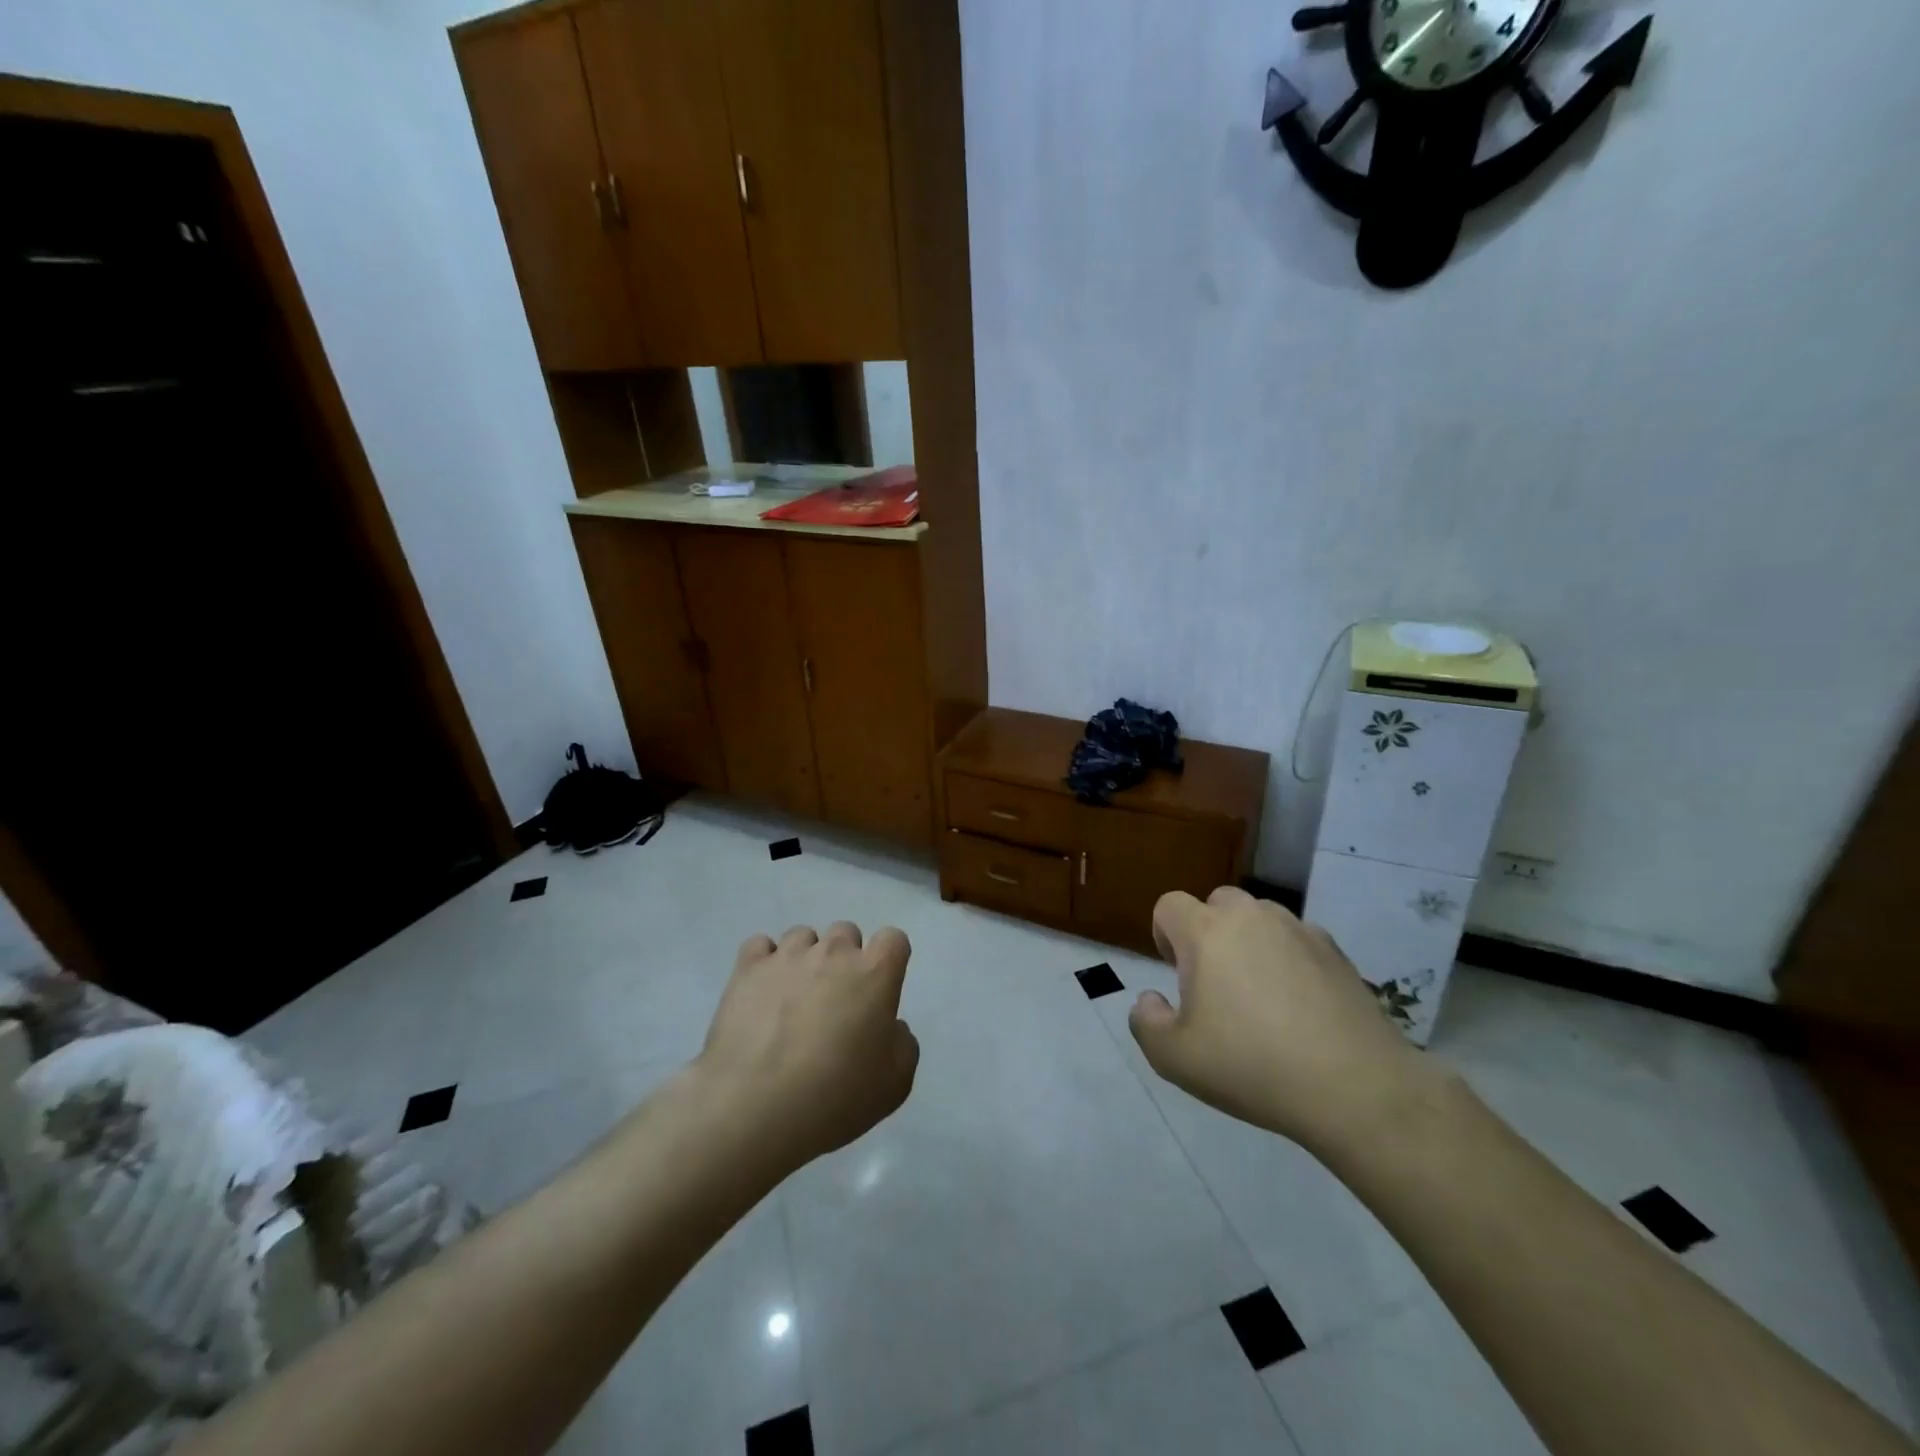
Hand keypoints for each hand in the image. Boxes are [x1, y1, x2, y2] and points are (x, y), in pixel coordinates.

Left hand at [695, 922, 919, 1176]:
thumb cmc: (835, 1097)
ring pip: (803, 936)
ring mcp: (787, 956)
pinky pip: (760, 945)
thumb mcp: (895, 1083)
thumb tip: (888, 1025)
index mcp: (874, 973)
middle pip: (846, 933)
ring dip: (805, 959)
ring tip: (793, 999)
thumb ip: (902, 1042)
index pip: (893, 939)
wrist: (755, 1108)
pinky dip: (765, 963)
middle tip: (835, 1001)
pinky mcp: (748, 968)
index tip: (879, 989)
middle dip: (845, 959)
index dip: (888, 960)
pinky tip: (762, 991)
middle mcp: (833, 952)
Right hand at [1128, 887, 1436, 1152]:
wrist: (1356, 1089)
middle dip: (1208, 932)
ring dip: (1251, 942)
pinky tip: (1301, 1007)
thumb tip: (1151, 999)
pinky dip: (1290, 961)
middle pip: (1217, 902)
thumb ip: (1146, 1022)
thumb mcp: (1174, 1059)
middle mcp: (1252, 916)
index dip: (1164, 935)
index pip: (1170, 905)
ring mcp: (1300, 930)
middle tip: (1215, 983)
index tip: (1176, 974)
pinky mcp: (1338, 953)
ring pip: (1261, 918)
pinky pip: (1299, 941)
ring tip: (1261, 995)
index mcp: (1207, 932)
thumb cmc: (1252, 1066)